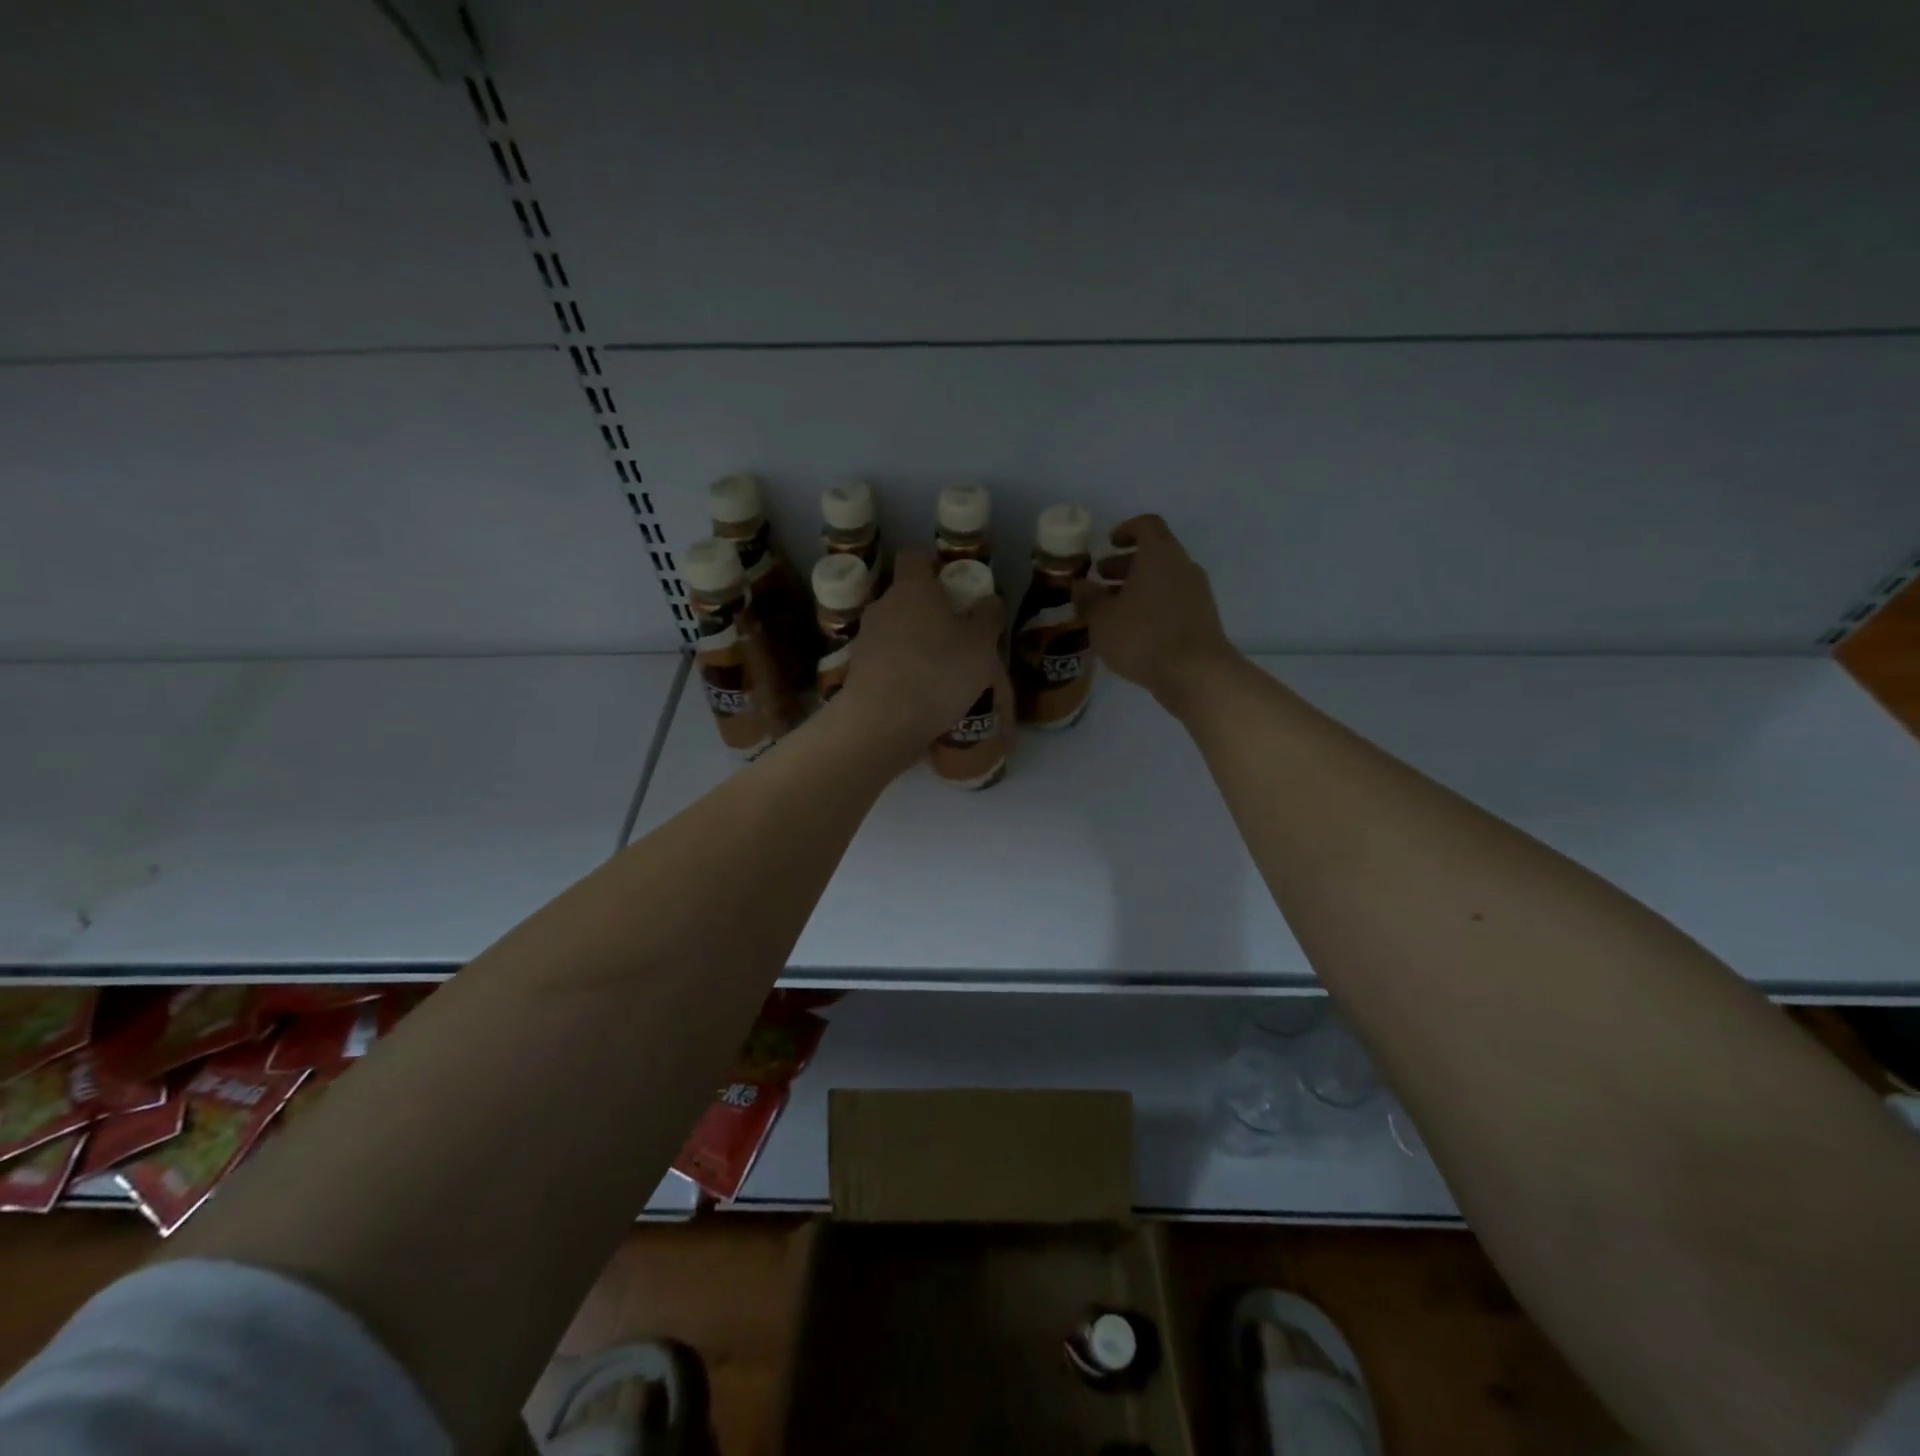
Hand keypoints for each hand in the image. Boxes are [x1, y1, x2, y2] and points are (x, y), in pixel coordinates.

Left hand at [834, 548, 1009, 755]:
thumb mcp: (981, 645)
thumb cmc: (938, 673)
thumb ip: (987, 617)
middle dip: (928, 610)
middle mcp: (882, 606)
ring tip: (941, 670)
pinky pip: (887, 660)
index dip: (933, 563)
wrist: (882, 723)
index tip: (952, 581)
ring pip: (895, 630)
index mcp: (912, 588)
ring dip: (915, 642)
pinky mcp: (857, 671)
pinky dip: (903, 669)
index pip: (915, 556)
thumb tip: (988, 600)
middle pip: (905, 596)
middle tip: (956, 633)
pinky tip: (921, 694)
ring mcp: (865, 639)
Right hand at [1074, 514, 1238, 713]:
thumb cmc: (1143, 636)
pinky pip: (1172, 601)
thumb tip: (1079, 586)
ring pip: (1163, 579)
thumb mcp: (1102, 619)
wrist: (1196, 674)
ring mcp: (1197, 593)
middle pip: (1155, 553)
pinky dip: (1151, 606)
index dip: (1126, 530)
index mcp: (1160, 554)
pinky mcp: (1202, 618)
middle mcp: (1182, 566)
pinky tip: (1132, 630)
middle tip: (1100, 579)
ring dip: (1137, 588)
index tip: (1108, 543)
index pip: (1146, 525)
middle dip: (1125, 564)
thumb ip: (1088, 598)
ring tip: (1111, 609)